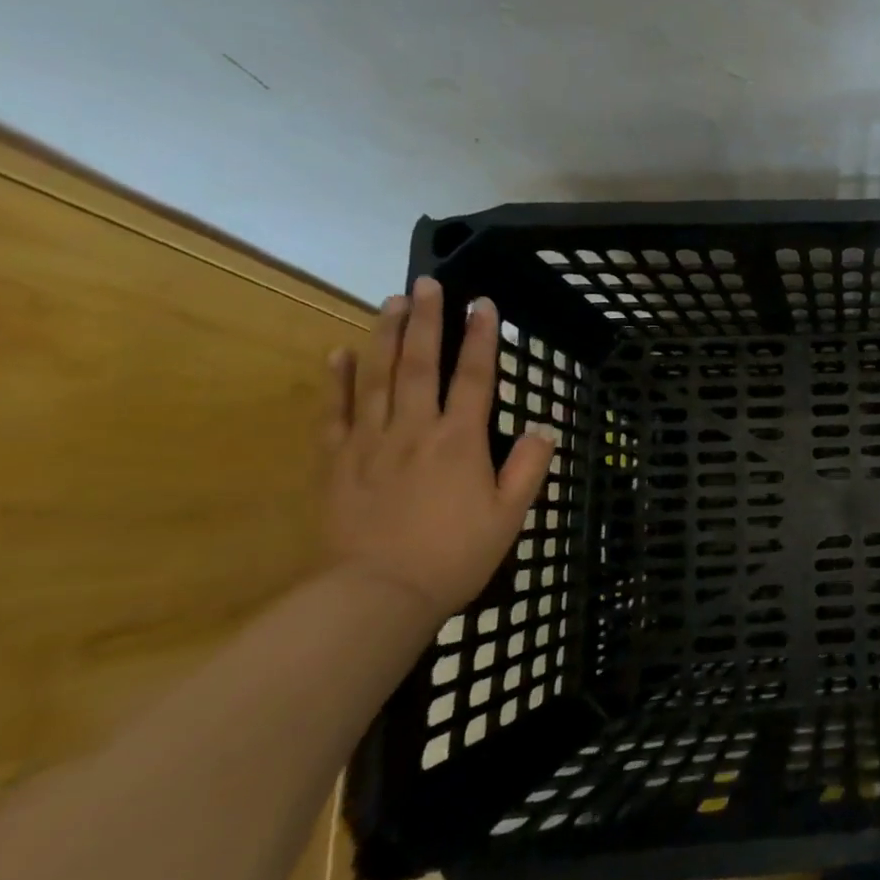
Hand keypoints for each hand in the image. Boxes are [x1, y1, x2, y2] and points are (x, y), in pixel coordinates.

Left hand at [322, 278, 554, 623]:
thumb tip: (543, 425)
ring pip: (378, 377)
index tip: (484, 303)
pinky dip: (338, 380)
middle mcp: (414, 430)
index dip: (481, 337)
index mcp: (460, 441)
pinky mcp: (337, 462)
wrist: (376, 596)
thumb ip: (527, 466)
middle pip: (421, 364)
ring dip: (386, 336)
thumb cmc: (454, 555)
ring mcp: (370, 443)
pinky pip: (336, 413)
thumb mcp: (509, 515)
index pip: (473, 376)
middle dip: (428, 320)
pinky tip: (341, 352)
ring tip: (392, 302)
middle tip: (428, 283)